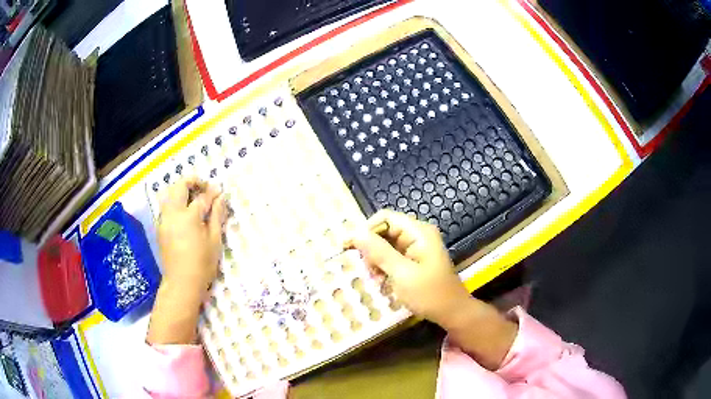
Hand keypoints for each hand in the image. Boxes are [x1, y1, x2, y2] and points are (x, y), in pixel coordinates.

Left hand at [148, 176, 226, 344]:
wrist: (181, 283)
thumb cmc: (202, 264)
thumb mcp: (214, 240)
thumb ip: (217, 216)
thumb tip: (221, 197)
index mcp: (188, 216)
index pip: (202, 197)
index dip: (212, 192)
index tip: (219, 191)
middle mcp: (173, 213)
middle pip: (180, 186)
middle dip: (193, 182)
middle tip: (204, 188)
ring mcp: (164, 219)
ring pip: (169, 193)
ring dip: (181, 190)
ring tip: (193, 198)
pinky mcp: (160, 227)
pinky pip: (166, 206)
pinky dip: (175, 201)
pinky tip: (184, 213)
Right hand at [351, 210, 517, 368]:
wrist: (452, 313)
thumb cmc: (429, 294)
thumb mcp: (402, 274)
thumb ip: (379, 252)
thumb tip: (355, 233)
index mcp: (418, 232)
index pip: (385, 218)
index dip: (366, 229)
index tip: (349, 247)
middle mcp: (417, 235)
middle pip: (384, 231)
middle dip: (371, 249)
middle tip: (366, 269)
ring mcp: (416, 247)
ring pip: (385, 245)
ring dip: (376, 260)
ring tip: (375, 278)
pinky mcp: (414, 260)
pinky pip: (392, 256)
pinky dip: (384, 267)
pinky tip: (382, 281)